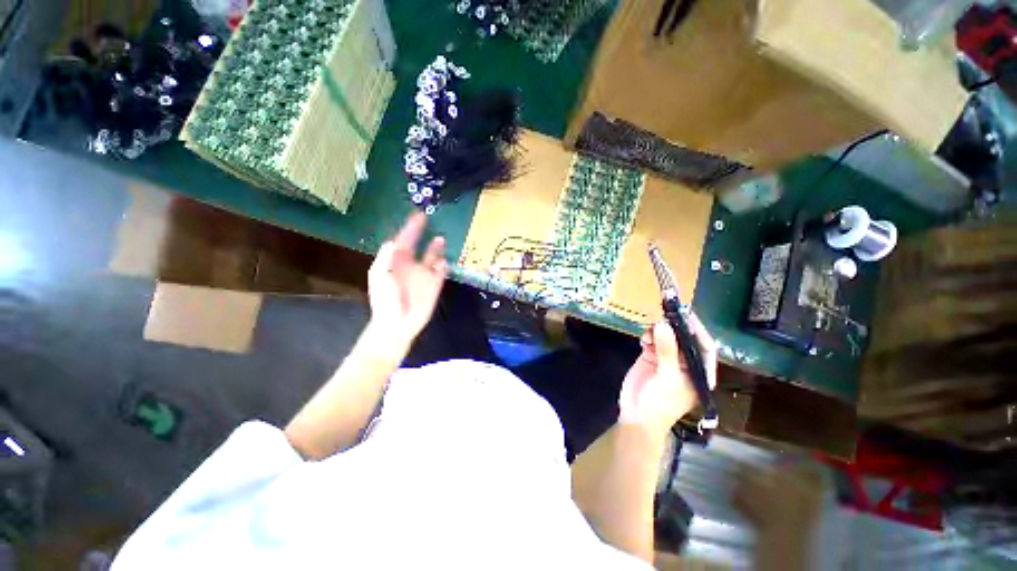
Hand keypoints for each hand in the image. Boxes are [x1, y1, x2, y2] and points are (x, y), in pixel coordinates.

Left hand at [367, 213, 447, 350]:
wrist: (397, 323)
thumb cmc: (384, 299)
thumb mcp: (380, 275)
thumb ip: (386, 257)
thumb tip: (394, 241)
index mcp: (396, 261)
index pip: (405, 240)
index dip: (411, 228)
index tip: (419, 216)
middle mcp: (411, 264)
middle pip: (420, 245)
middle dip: (424, 234)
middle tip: (432, 221)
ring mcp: (424, 274)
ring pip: (433, 257)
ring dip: (437, 248)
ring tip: (441, 238)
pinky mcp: (434, 285)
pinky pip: (441, 272)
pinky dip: (443, 266)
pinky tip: (443, 261)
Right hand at [618, 312, 716, 439]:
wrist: (637, 416)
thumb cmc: (661, 403)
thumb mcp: (667, 377)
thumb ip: (667, 350)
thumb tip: (663, 325)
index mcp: (698, 371)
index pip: (704, 347)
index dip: (697, 330)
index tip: (686, 315)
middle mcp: (684, 362)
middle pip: (683, 339)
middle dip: (675, 327)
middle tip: (664, 313)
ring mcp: (666, 359)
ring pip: (666, 337)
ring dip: (658, 331)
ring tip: (649, 331)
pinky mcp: (650, 357)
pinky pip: (651, 340)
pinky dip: (647, 336)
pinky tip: (643, 339)